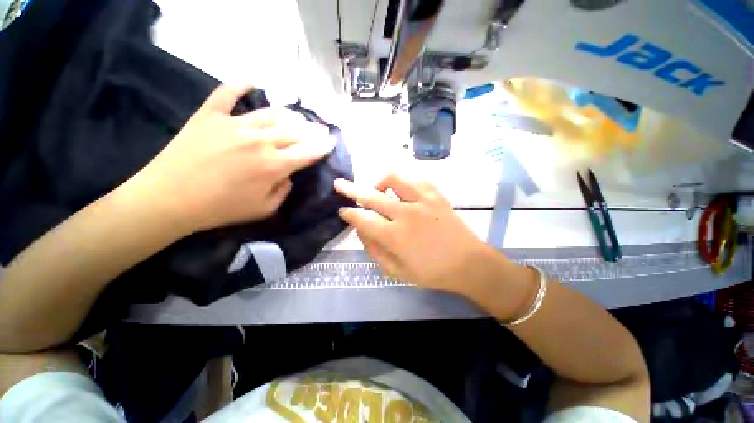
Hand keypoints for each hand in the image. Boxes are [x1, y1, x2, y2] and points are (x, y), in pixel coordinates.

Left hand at [124, 85, 334, 232]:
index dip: (322, 147)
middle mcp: (259, 141)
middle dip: (312, 131)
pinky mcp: (210, 115)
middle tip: (320, 129)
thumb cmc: (221, 209)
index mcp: (274, 166)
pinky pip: (227, 94)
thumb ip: (284, 190)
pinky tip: (252, 81)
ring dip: (290, 115)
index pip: (307, 152)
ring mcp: (234, 124)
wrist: (169, 199)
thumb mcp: (264, 209)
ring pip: (271, 113)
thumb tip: (288, 175)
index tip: (331, 142)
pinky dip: (240, 86)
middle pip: (294, 131)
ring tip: (299, 117)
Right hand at [334, 174, 488, 291]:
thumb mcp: (396, 271)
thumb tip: (361, 229)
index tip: (342, 211)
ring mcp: (422, 200)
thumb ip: (374, 250)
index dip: (349, 214)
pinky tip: (402, 192)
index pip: (362, 219)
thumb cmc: (431, 272)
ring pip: (393, 179)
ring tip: (378, 190)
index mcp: (395, 237)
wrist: (468, 263)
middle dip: (350, 189)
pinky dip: (403, 183)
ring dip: (379, 183)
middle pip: (371, 195)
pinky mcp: (436, 194)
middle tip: (340, 185)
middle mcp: (405, 214)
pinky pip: (414, 180)